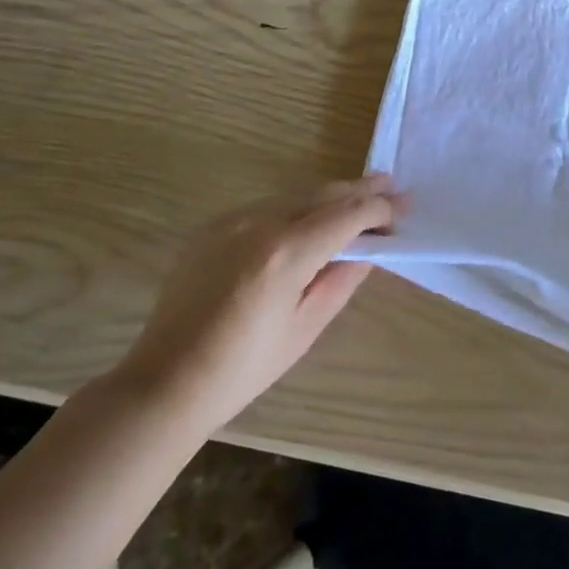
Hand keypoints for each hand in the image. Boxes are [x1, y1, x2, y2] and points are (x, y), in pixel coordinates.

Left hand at [114, 175, 399, 432]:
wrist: (166, 381)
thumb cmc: (243, 368)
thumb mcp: (305, 328)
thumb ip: (340, 280)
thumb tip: (366, 250)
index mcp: (286, 253)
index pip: (346, 215)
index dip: (379, 210)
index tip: (402, 209)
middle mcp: (259, 223)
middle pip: (322, 194)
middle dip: (361, 190)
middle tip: (392, 187)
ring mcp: (231, 220)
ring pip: (294, 195)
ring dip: (329, 196)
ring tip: (359, 198)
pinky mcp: (212, 227)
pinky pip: (266, 207)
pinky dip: (296, 208)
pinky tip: (310, 219)